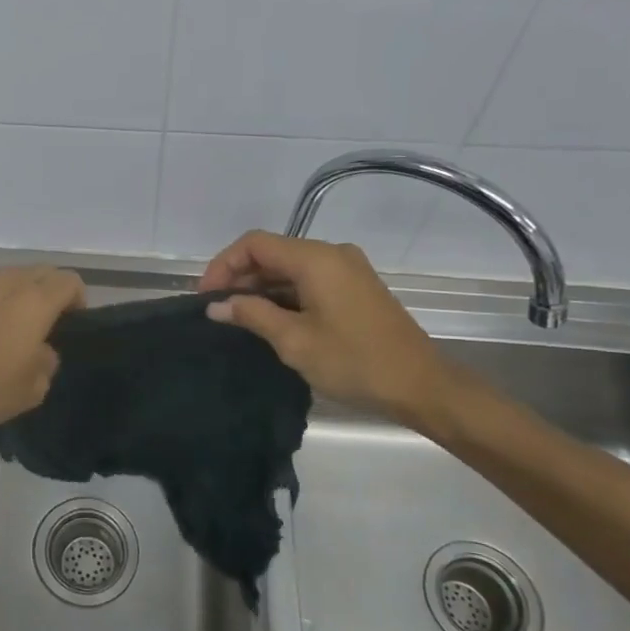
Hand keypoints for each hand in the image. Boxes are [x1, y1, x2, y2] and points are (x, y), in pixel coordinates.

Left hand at [0, 266, 85, 442]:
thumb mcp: (33, 388)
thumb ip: (48, 360)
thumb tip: (41, 348)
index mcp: (33, 302)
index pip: (69, 281)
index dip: (78, 300)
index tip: (72, 325)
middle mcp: (6, 284)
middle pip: (41, 272)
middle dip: (52, 291)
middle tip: (50, 323)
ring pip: (12, 276)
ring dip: (23, 293)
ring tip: (17, 325)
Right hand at [200, 230, 458, 425]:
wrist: (422, 386)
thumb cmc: (354, 362)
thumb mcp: (294, 341)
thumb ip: (252, 315)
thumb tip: (216, 306)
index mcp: (316, 259)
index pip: (255, 244)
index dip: (224, 265)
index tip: (207, 297)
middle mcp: (332, 254)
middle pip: (272, 252)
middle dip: (240, 276)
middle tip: (218, 310)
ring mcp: (347, 269)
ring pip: (290, 266)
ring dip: (262, 287)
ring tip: (239, 317)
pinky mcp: (356, 287)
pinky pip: (309, 279)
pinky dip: (285, 293)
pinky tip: (271, 319)